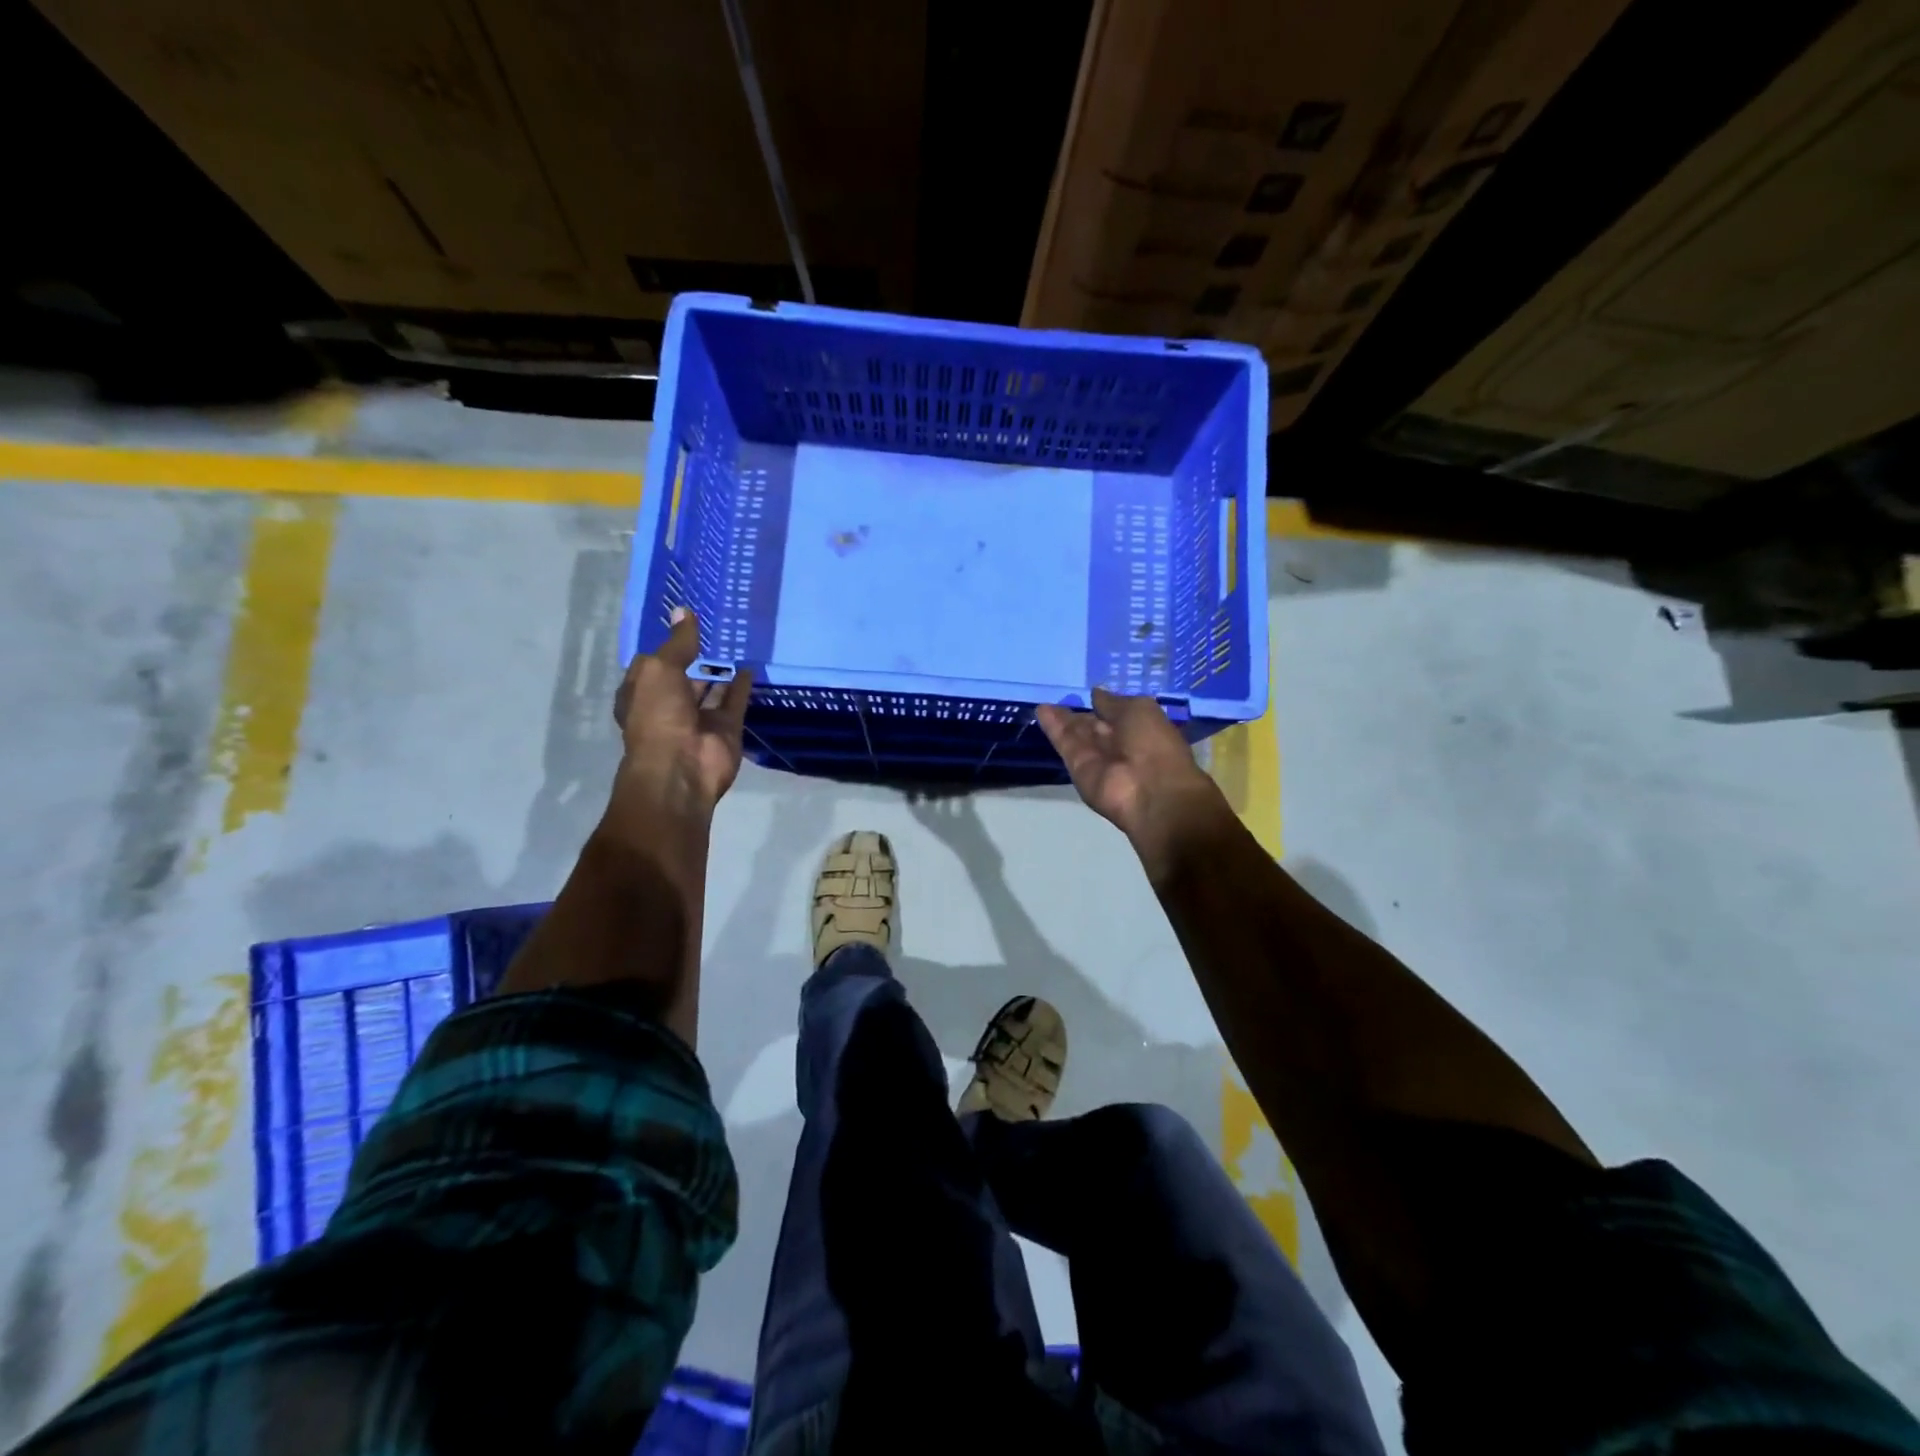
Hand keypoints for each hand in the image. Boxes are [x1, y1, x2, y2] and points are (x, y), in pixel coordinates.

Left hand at [610, 607, 753, 823]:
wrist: (682, 767)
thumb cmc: (658, 715)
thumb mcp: (660, 670)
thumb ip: (677, 643)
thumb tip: (684, 611)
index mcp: (641, 694)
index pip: (652, 665)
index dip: (666, 645)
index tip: (683, 622)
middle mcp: (668, 706)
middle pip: (683, 677)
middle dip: (695, 658)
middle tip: (715, 629)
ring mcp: (699, 719)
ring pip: (710, 690)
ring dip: (719, 672)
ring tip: (736, 643)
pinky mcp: (726, 728)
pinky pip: (735, 702)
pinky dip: (741, 686)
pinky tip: (750, 666)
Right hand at [1037, 689, 1226, 868]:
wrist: (1149, 791)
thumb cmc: (1154, 744)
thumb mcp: (1139, 710)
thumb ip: (1113, 703)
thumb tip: (1096, 693)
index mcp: (1140, 729)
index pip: (1116, 714)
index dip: (1102, 704)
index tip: (1087, 692)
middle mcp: (1118, 744)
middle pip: (1093, 726)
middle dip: (1078, 714)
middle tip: (1058, 697)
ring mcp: (1097, 758)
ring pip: (1076, 735)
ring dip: (1061, 719)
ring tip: (1044, 703)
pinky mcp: (1078, 769)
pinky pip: (1066, 744)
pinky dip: (1054, 728)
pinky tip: (1041, 711)